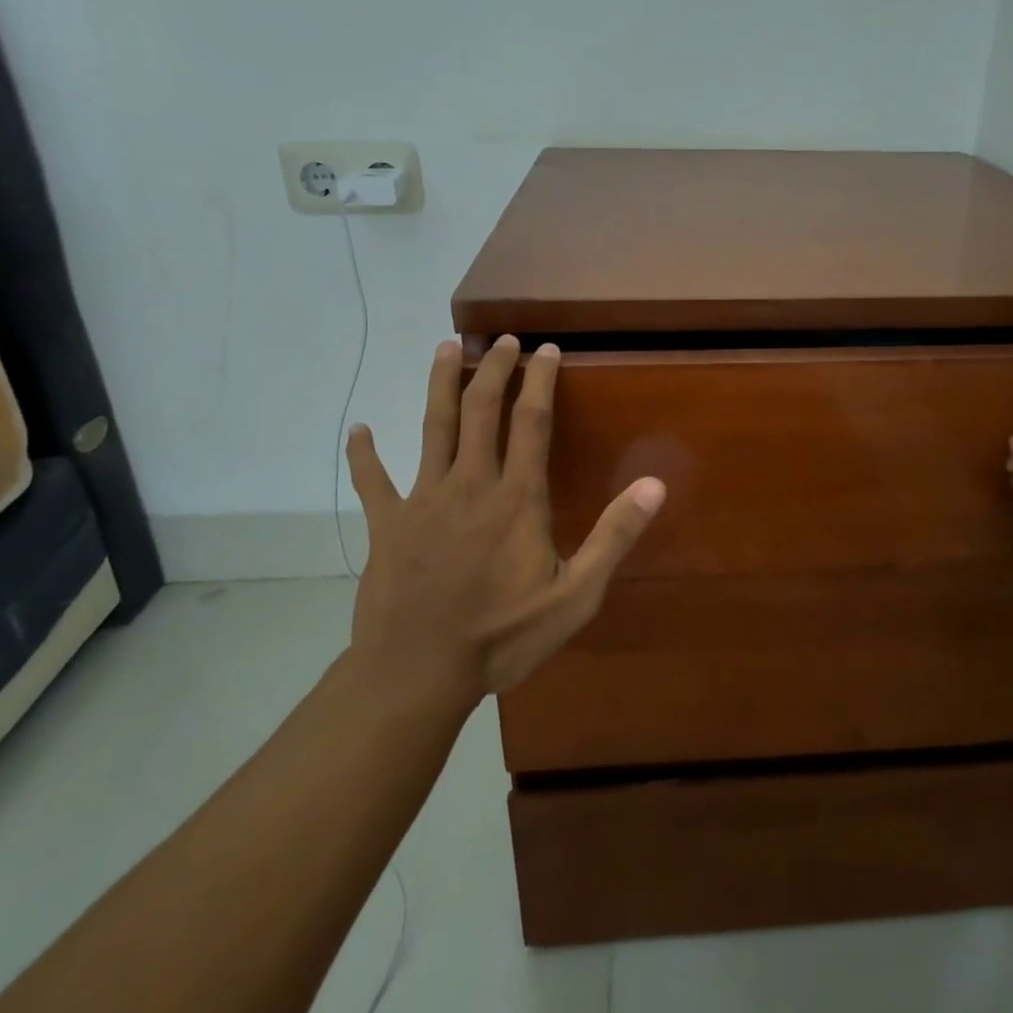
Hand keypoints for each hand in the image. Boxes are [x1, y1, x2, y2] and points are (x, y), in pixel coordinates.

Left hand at [343, 335, 665, 705]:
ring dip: (439, 384)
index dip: (539, 379)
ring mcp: (422, 499)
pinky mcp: (386, 524)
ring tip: (445, 348)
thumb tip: (655, 484)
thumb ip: (614, 536)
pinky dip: (363, 454)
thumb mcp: (576, 596)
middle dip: (493, 368)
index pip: (531, 420)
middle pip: (480, 408)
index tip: (546, 349)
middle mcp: (470, 483)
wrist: (418, 672)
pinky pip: (372, 480)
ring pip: (432, 426)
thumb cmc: (503, 636)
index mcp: (517, 496)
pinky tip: (358, 431)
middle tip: (502, 339)